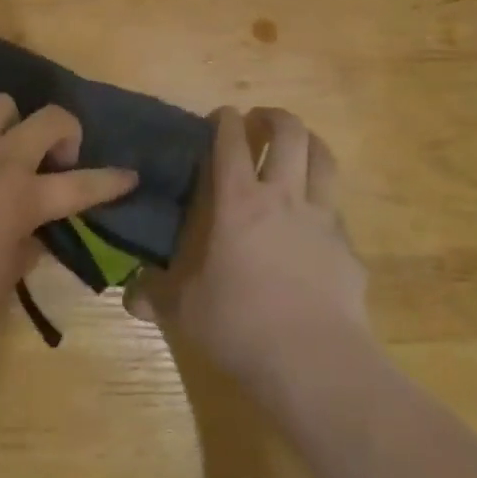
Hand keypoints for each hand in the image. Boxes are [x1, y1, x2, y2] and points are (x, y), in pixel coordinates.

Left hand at [0, 97, 138, 345]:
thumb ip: (22, 253)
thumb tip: (31, 236)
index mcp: (23, 200)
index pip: (81, 185)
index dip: (111, 180)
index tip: (130, 174)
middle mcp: (0, 161)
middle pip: (50, 119)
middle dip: (67, 130)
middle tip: (58, 157)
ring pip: (2, 104)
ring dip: (14, 121)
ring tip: (4, 149)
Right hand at [127, 107, 369, 390]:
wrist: (315, 362)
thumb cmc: (242, 326)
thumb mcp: (187, 312)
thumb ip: (157, 297)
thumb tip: (129, 297)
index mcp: (238, 202)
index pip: (231, 141)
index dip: (226, 119)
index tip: (221, 115)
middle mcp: (283, 197)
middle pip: (288, 133)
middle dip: (274, 117)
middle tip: (261, 120)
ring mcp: (321, 218)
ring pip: (323, 158)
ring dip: (309, 142)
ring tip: (298, 146)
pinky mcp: (347, 246)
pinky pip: (337, 208)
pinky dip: (325, 199)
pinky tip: (316, 218)